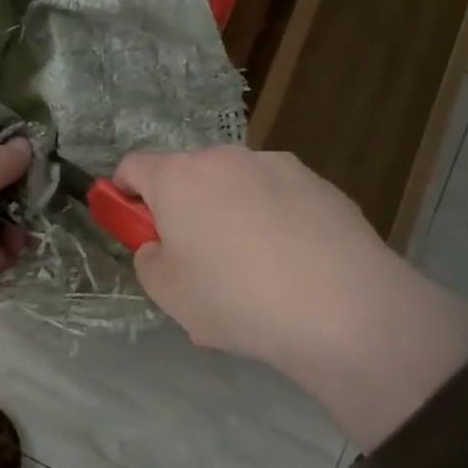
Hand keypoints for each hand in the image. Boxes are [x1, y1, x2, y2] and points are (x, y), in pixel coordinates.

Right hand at [112, 146, 467, 448]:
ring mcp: (277, 166)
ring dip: (229, 215)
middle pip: (188, 176)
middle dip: (183, 209)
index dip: (123, 193)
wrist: (344, 309)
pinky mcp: (320, 184)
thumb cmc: (236, 299)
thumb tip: (161, 246)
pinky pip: (279, 199)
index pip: (133, 166)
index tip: (133, 225)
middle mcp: (225, 159)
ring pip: (236, 187)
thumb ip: (149, 260)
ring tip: (254, 274)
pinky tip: (293, 269)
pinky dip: (273, 222)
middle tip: (197, 261)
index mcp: (179, 178)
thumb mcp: (168, 294)